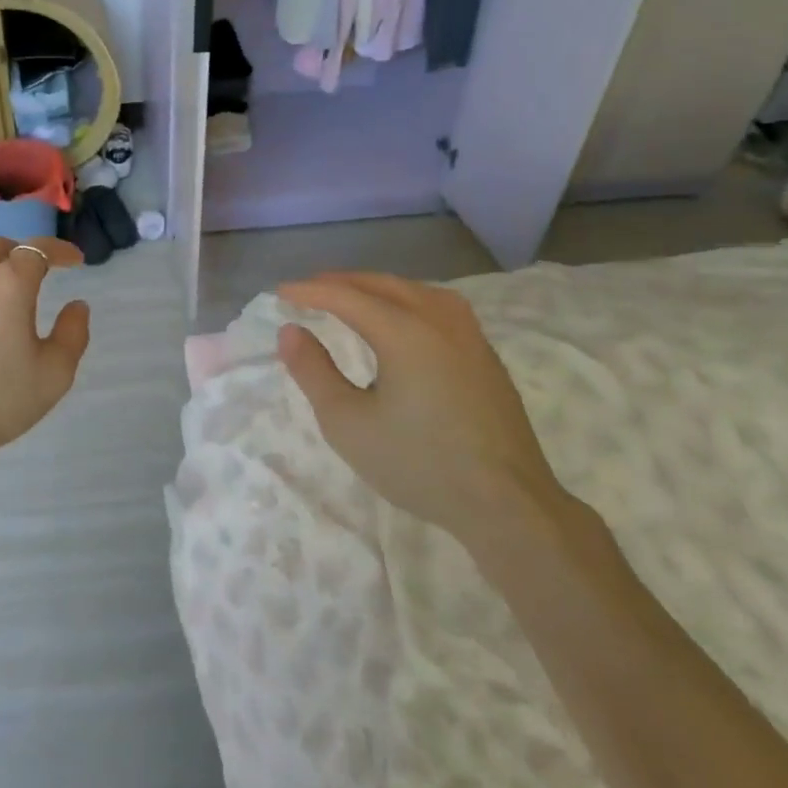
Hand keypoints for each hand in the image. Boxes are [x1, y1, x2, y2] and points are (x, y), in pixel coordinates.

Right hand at [276, 272, 565, 547]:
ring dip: (375, 287)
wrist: (508, 504)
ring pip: (414, 290)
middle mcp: (439, 320)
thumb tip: (290, 331)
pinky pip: (437, 306)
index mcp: (405, 332)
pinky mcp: (485, 354)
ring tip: (349, 298)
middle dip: (341, 283)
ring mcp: (469, 335)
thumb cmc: (419, 464)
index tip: (279, 293)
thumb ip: (313, 372)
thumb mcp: (347, 424)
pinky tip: (399, 319)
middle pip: (382, 284)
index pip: (346, 296)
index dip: (310, 291)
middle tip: (307, 291)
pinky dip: (404, 300)